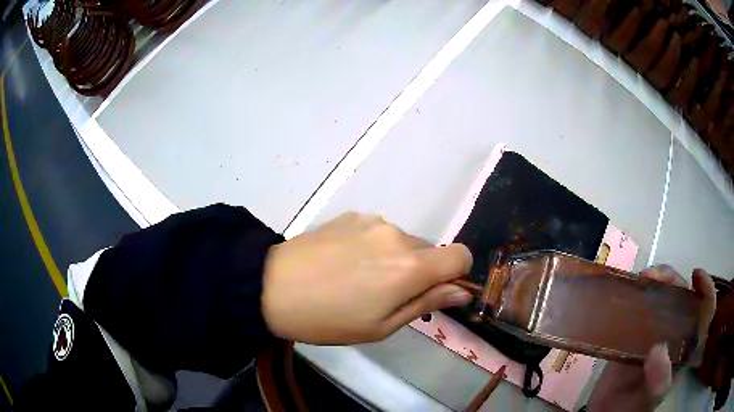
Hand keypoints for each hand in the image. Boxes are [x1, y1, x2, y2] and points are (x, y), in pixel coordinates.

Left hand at [262, 212, 473, 343]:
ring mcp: (372, 221)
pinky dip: (374, 247)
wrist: (272, 287)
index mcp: (410, 266)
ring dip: (395, 259)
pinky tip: (344, 262)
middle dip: (420, 272)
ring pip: (403, 242)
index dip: (456, 274)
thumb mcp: (382, 325)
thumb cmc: (329, 319)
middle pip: (430, 251)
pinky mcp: (351, 216)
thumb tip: (463, 291)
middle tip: (386, 295)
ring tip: (360, 280)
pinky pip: (378, 232)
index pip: (460, 255)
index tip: (435, 292)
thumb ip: (427, 302)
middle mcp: (397, 234)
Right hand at [587, 265, 716, 410]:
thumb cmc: (634, 409)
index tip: (696, 275)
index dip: (705, 288)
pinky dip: (637, 295)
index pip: (705, 310)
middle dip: (672, 280)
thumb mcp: (651, 399)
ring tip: (641, 279)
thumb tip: (658, 347)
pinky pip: (640, 307)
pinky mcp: (636, 333)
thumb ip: (659, 379)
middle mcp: (675, 333)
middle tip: (654, 277)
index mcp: (686, 346)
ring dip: (655, 283)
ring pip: (662, 296)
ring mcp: (655, 332)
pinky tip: (629, 291)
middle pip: (682, 296)